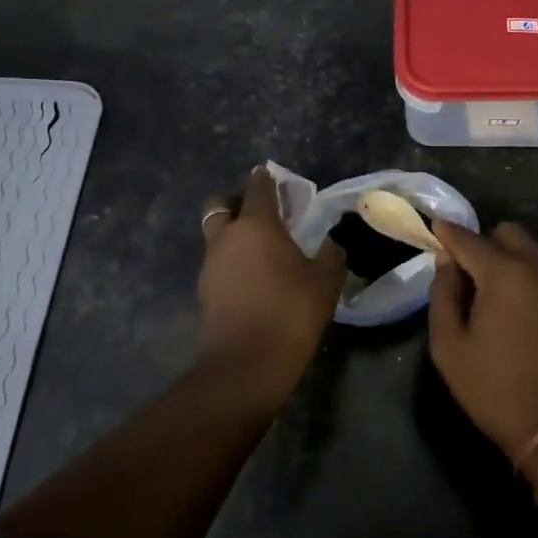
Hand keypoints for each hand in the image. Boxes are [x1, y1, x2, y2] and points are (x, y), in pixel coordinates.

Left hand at [197, 167, 346, 404]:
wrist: (247, 363)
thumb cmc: (290, 312)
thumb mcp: (324, 282)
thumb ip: (330, 256)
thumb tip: (332, 244)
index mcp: (256, 226)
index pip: (258, 189)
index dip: (265, 179)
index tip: (269, 174)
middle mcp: (227, 238)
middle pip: (220, 206)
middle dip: (235, 203)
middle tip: (258, 214)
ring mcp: (210, 265)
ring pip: (215, 236)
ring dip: (231, 235)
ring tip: (257, 250)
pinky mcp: (205, 291)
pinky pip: (216, 263)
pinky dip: (229, 262)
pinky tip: (250, 279)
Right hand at [428, 221, 537, 457]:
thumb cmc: (495, 389)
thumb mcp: (449, 347)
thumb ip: (443, 295)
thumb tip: (446, 262)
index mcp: (502, 275)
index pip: (467, 239)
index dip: (447, 232)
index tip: (433, 228)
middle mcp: (535, 269)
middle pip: (507, 234)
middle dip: (483, 244)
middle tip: (467, 275)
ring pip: (529, 252)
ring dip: (507, 260)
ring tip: (491, 297)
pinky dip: (526, 279)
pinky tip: (516, 313)